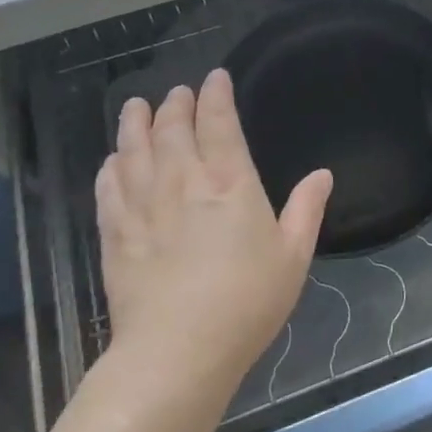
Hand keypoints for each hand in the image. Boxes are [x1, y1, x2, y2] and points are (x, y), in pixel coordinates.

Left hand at [93, 69, 332, 407]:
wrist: (177, 353)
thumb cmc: (246, 302)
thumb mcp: (293, 256)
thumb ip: (306, 209)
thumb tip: (323, 174)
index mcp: (230, 183)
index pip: (219, 124)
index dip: (217, 96)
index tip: (215, 78)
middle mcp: (183, 184)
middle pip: (173, 130)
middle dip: (175, 105)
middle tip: (177, 92)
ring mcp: (144, 208)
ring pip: (134, 152)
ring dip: (135, 125)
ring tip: (135, 107)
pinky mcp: (116, 236)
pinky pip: (108, 190)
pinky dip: (110, 168)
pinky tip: (111, 161)